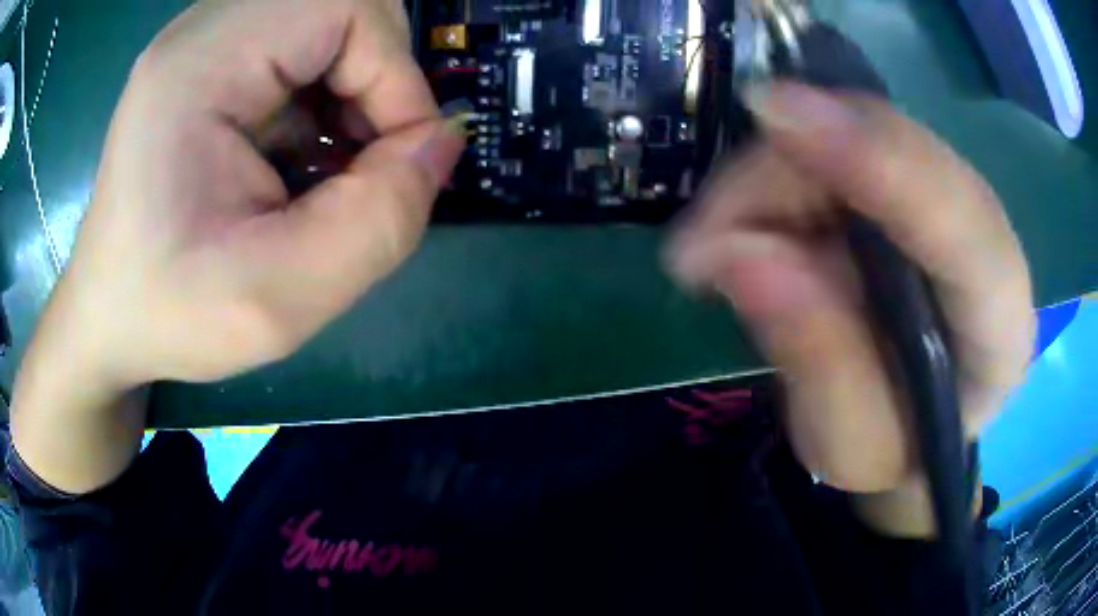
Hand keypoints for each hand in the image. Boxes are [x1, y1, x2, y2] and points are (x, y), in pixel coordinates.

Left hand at [12, 0, 463, 491]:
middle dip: (377, 81)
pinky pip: (303, 48)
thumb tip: (442, 144)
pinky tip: (299, 156)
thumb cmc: (168, 313)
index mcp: (200, 65)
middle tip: (360, 164)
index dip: (394, 74)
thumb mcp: (278, 301)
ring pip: (330, 24)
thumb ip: (380, 222)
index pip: (347, 6)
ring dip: (354, 90)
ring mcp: (206, 40)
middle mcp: (203, 30)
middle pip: (345, 6)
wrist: (107, 313)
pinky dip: (326, 97)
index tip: (393, 160)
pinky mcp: (212, 60)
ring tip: (326, 167)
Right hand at [668, 83, 1033, 534]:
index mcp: (999, 322)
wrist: (918, 424)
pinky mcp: (910, 177)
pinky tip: (746, 224)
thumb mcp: (852, 445)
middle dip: (788, 170)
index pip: (961, 220)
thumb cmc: (895, 450)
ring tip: (711, 247)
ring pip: (856, 130)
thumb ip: (818, 360)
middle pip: (895, 149)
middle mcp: (987, 237)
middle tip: (699, 239)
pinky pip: (838, 139)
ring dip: (770, 174)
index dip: (876, 159)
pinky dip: (777, 173)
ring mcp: (949, 194)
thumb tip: (741, 252)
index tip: (776, 118)